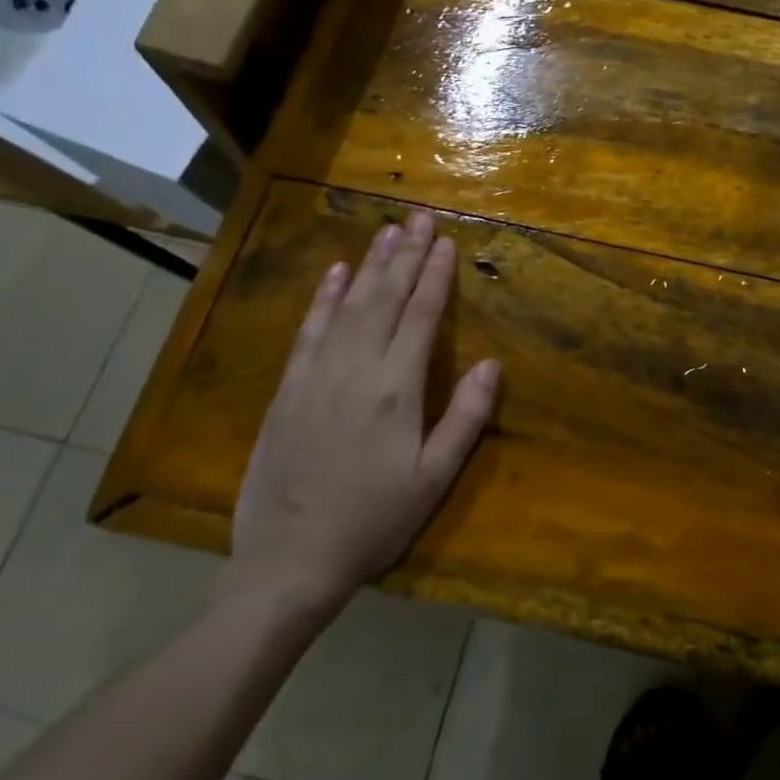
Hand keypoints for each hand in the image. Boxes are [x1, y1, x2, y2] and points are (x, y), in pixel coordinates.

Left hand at [227, 211, 500, 618]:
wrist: (287, 562)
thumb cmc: (373, 522)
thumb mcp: (432, 480)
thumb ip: (464, 418)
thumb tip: (492, 364)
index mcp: (396, 391)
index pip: (420, 316)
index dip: (435, 276)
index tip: (447, 242)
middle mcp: (355, 370)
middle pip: (385, 299)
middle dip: (406, 255)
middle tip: (421, 217)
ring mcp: (316, 376)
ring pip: (349, 306)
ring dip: (371, 265)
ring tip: (388, 231)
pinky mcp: (288, 389)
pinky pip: (309, 331)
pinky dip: (324, 298)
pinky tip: (336, 273)